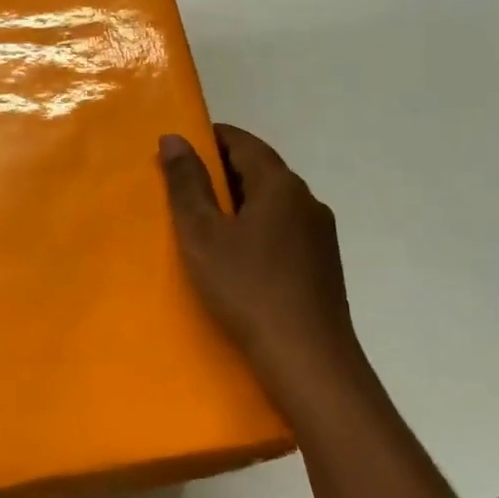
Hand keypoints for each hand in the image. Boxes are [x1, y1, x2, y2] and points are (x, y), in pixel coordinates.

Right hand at [159, 125, 369, 412]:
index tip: (177, 151)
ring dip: (239, 202)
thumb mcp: (203, 234)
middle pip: (260, 169)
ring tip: (204, 224)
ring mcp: (321, 233)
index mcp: (280, 184)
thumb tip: (174, 137)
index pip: (242, 141)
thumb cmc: (247, 288)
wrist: (308, 360)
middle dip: (220, 171)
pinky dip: (256, 227)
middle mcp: (307, 200)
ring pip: (273, 201)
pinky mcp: (323, 264)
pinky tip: (237, 256)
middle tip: (181, 189)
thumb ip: (187, 183)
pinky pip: (283, 229)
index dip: (208, 139)